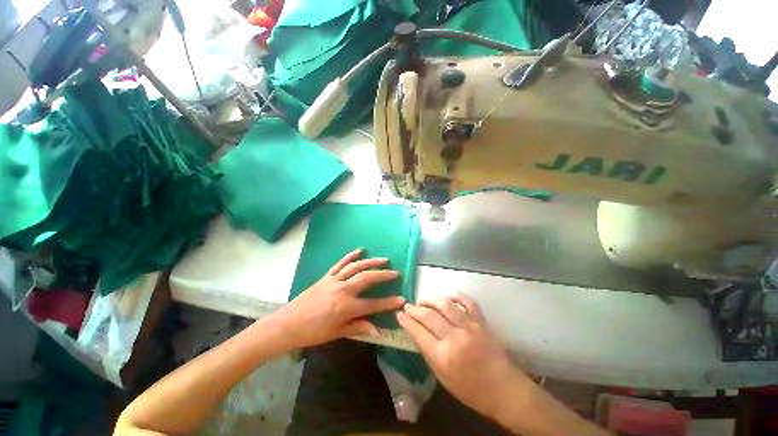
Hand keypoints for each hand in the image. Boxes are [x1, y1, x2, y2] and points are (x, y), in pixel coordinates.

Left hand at [276, 248, 404, 348]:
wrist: (287, 324)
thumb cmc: (312, 333)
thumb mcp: (336, 333)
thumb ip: (358, 327)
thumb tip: (378, 331)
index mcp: (345, 307)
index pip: (373, 304)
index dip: (389, 303)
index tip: (402, 299)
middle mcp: (342, 290)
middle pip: (367, 278)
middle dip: (383, 275)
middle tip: (396, 273)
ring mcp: (334, 280)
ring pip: (356, 267)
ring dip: (371, 262)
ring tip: (384, 259)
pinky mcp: (326, 276)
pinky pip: (340, 263)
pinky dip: (351, 255)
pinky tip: (360, 250)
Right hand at [397, 294, 528, 419]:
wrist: (503, 389)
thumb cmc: (470, 389)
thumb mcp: (443, 377)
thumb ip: (428, 353)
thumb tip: (416, 333)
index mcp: (443, 357)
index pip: (419, 332)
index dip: (407, 321)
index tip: (399, 314)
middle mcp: (455, 338)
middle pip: (429, 316)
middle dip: (415, 309)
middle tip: (408, 306)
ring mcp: (470, 328)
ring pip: (446, 305)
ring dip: (431, 299)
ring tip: (424, 300)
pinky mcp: (481, 322)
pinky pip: (468, 303)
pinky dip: (458, 296)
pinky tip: (450, 296)